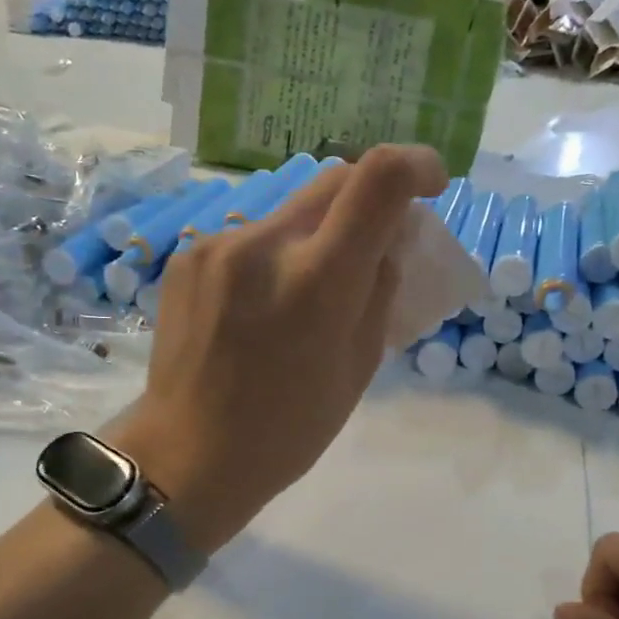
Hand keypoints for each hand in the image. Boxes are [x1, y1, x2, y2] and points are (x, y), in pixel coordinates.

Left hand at [111, 146, 447, 552]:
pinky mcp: (187, 256)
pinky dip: (273, 255)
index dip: (416, 164)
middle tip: (374, 244)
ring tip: (307, 290)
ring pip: (289, 210)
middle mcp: (264, 244)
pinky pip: (250, 236)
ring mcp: (218, 245)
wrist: (190, 455)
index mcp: (318, 279)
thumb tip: (386, 241)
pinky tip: (261, 305)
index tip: (431, 184)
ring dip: (316, 233)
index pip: (377, 179)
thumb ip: (379, 289)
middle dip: (368, 200)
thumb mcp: (359, 366)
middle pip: (334, 179)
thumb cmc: (289, 429)